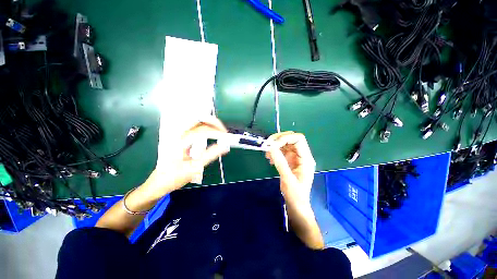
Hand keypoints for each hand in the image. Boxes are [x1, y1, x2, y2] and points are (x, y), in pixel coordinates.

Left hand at [142, 117, 230, 199]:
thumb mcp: (194, 167)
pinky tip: (210, 133)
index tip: (226, 137)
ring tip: (219, 131)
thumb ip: (210, 155)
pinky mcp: (179, 138)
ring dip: (209, 123)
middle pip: (198, 119)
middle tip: (223, 131)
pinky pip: (193, 127)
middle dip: (213, 122)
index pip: (202, 130)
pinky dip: (204, 127)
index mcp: (180, 141)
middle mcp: (178, 134)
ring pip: (196, 121)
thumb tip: (224, 146)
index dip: (216, 132)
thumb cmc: (174, 177)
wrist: (159, 182)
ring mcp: (177, 135)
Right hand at [266, 132, 315, 206]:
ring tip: (267, 153)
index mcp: (306, 159)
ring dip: (275, 145)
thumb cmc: (295, 195)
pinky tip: (269, 158)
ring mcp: (295, 157)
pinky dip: (274, 151)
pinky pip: (281, 150)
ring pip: (285, 143)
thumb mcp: (287, 179)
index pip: (298, 139)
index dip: (285, 138)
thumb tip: (271, 147)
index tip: (273, 144)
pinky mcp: (289, 160)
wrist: (296, 205)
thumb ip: (280, 162)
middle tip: (267, 144)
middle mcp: (301, 155)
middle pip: (291, 138)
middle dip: (279, 139)